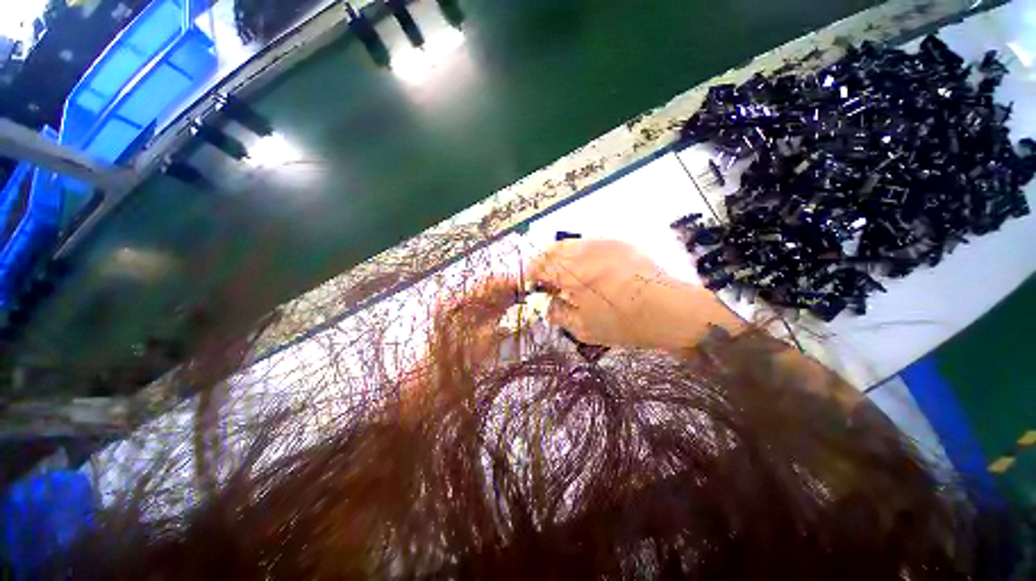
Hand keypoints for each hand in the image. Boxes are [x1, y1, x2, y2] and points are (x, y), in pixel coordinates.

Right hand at [527, 240, 742, 349]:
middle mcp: (584, 252)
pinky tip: (590, 269)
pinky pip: (591, 244)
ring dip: (562, 256)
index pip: (540, 265)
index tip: (532, 284)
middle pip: (553, 249)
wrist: (669, 310)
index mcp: (572, 273)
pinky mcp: (619, 244)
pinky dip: (581, 254)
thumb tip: (549, 306)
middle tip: (548, 279)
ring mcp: (603, 245)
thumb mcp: (584, 328)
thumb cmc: (623, 323)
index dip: (531, 274)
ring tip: (567, 274)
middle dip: (545, 262)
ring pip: (571, 243)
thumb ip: (560, 315)